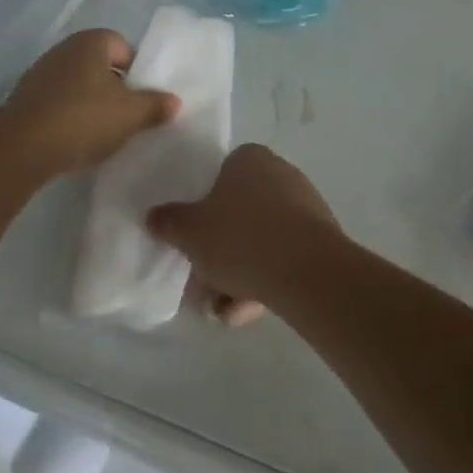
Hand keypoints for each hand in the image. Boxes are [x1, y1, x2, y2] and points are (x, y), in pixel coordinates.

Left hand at [0, 30, 178, 174]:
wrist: (21, 147)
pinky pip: (58, 102)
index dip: (136, 70)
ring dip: (91, 103)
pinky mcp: (24, 99)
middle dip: (115, 87)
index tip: (142, 97)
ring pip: (78, 84)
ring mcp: (40, 73)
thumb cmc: (84, 118)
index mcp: (91, 42)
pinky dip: (69, 116)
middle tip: (128, 115)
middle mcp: (64, 49)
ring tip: (103, 131)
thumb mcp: (131, 115)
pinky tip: (76, 139)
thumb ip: (155, 105)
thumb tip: (174, 101)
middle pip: (100, 65)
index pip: (123, 46)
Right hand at [147, 144, 341, 322]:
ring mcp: (304, 206)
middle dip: (220, 253)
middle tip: (204, 285)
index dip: (203, 209)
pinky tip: (248, 313)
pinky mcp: (320, 239)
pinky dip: (264, 281)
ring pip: (260, 241)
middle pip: (239, 214)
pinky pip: (283, 257)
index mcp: (250, 159)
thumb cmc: (240, 237)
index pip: (220, 176)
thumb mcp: (191, 232)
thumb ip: (169, 222)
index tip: (193, 240)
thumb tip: (153, 216)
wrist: (306, 270)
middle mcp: (280, 173)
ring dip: (239, 276)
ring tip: (224, 312)